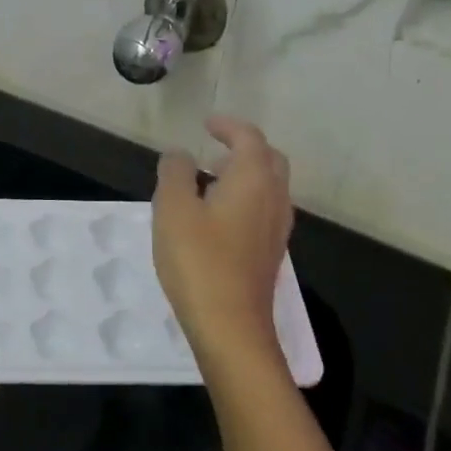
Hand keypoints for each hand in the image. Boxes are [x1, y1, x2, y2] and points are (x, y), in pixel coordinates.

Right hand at [152, 116, 293, 383]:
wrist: (231, 327)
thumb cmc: (199, 261)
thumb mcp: (173, 209)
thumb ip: (175, 173)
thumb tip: (179, 154)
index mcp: (254, 179)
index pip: (249, 138)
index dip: (228, 126)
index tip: (207, 123)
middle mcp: (274, 198)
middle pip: (269, 160)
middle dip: (244, 147)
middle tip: (214, 148)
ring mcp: (276, 229)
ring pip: (269, 187)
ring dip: (245, 174)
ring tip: (210, 179)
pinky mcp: (270, 253)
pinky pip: (264, 210)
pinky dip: (245, 198)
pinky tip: (218, 217)